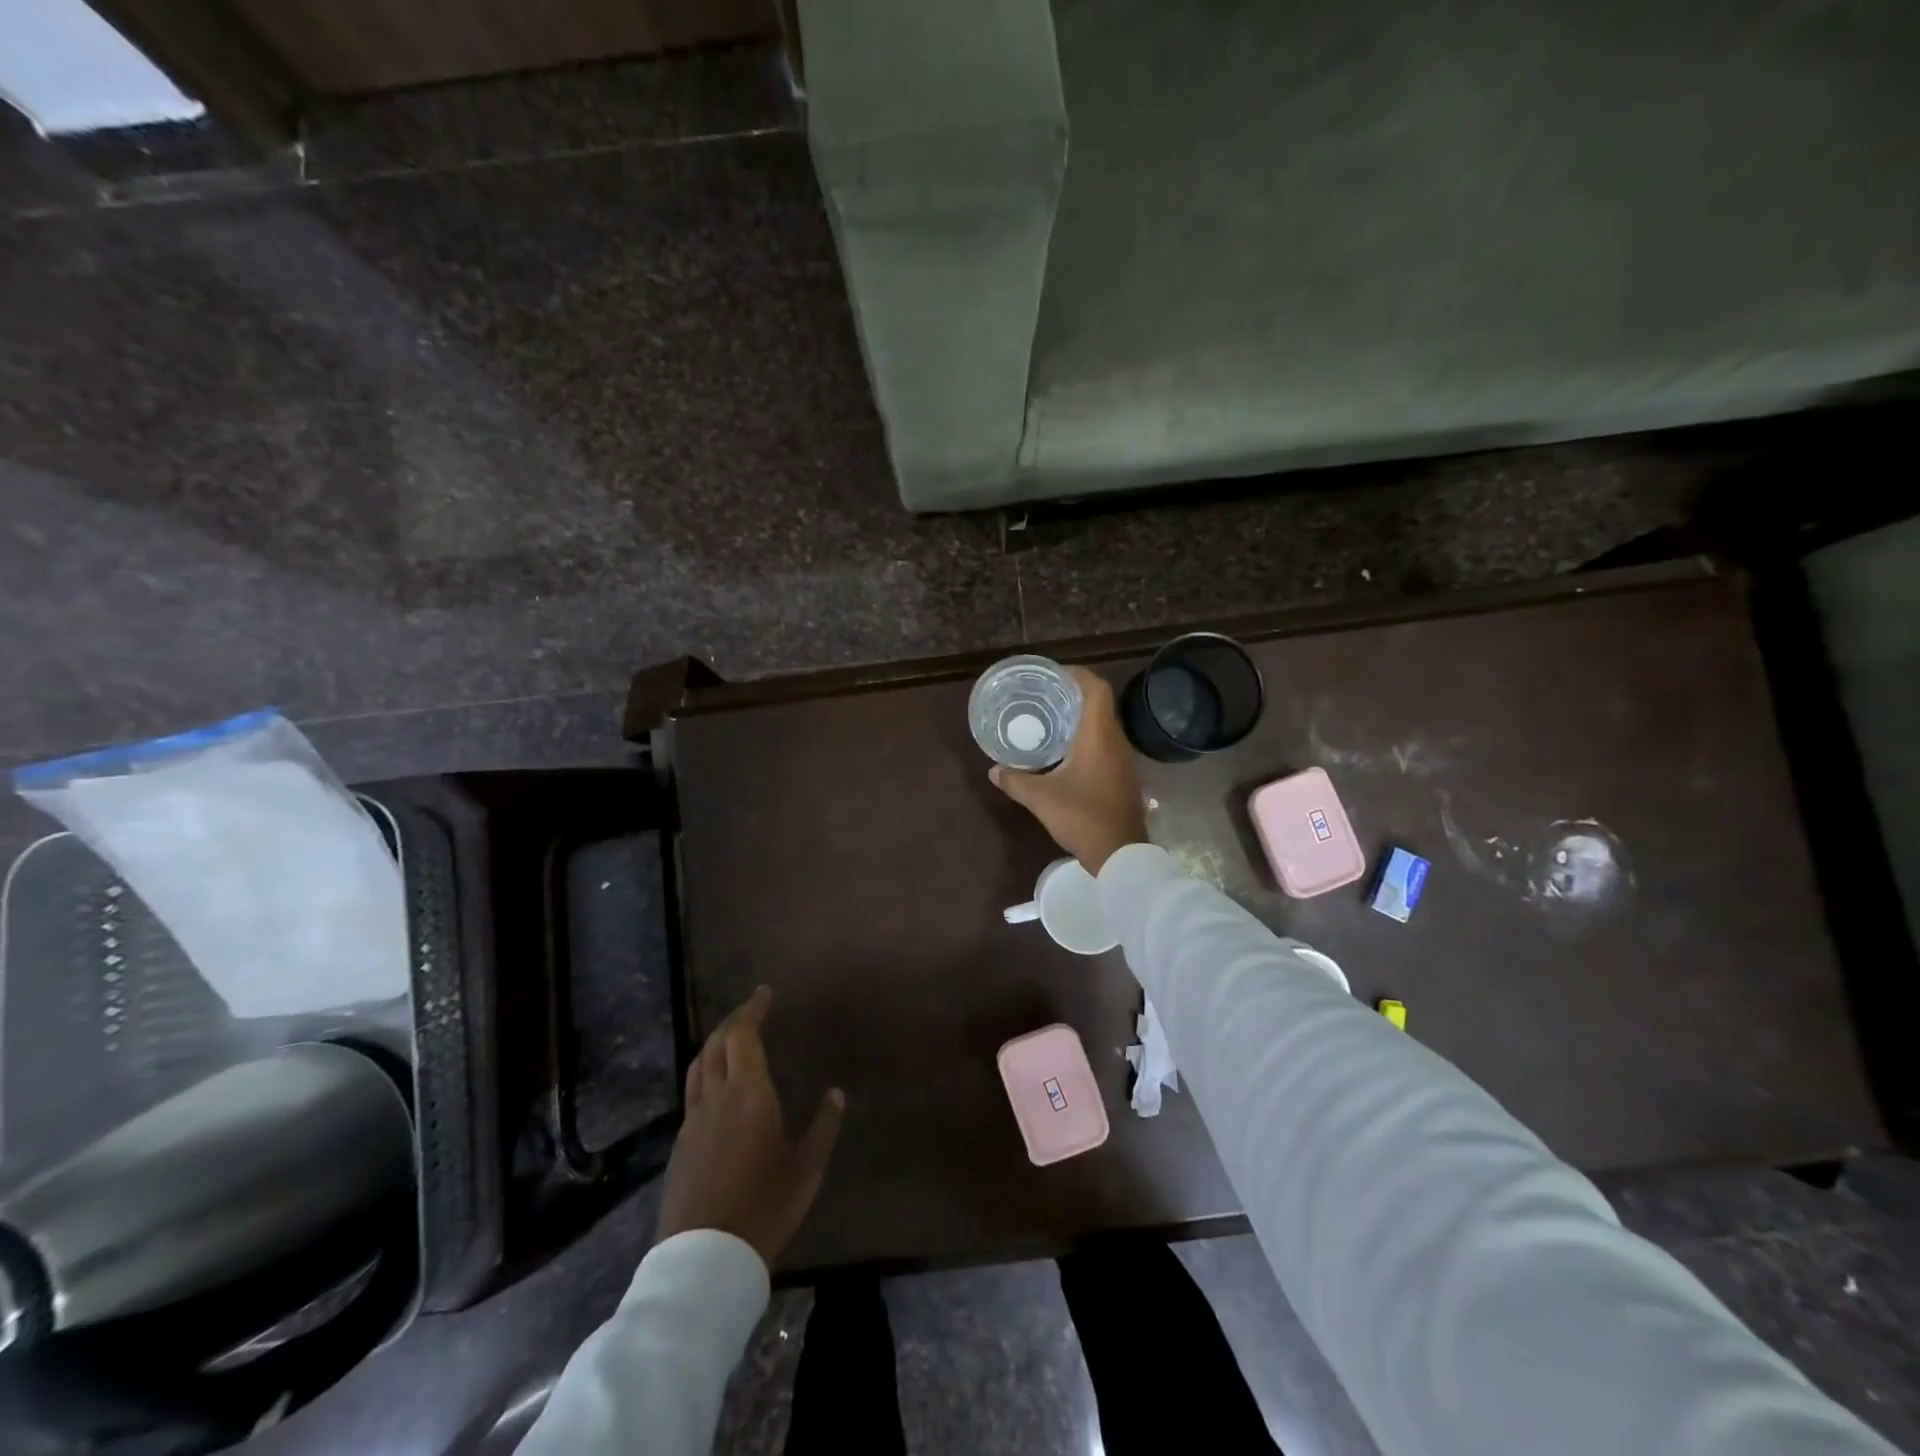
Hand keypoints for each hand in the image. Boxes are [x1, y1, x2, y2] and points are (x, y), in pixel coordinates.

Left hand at [656, 986, 844, 1266]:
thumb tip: (836, 1094)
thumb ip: (823, 1127)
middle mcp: (716, 1098)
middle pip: (716, 1044)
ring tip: (732, 1038)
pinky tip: (719, 1087)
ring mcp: (693, 1121)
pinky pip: (693, 1092)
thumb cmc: (764, 1207)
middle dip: (734, 1020)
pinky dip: (706, 1072)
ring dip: (714, 1043)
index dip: (752, 1009)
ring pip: (698, 1066)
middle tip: (752, 1009)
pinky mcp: (681, 1145)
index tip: (764, 992)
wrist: (704, 1260)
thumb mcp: (806, 1169)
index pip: (743, 1036)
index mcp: (748, 1095)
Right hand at [989, 666, 1147, 873]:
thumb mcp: (1041, 798)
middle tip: (1045, 696)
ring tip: (1052, 721)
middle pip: (1100, 704)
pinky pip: (1106, 745)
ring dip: (1081, 719)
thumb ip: (1015, 781)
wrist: (1121, 854)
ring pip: (1104, 726)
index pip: (1096, 689)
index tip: (1054, 675)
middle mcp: (1115, 741)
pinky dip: (1087, 739)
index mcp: (1098, 736)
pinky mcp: (1123, 777)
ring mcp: (1123, 760)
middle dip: (1074, 695)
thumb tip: (993, 770)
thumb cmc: (1082, 817)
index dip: (1078, 675)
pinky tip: (1066, 753)